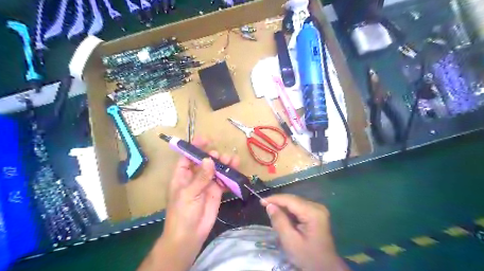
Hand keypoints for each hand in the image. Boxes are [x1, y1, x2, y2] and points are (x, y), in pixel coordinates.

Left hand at [139, 138, 238, 270]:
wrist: (189, 236)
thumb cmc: (182, 213)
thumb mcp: (189, 193)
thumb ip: (201, 177)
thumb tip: (209, 160)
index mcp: (182, 176)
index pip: (187, 157)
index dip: (195, 147)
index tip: (205, 139)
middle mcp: (194, 178)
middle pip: (204, 162)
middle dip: (213, 156)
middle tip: (220, 156)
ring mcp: (206, 184)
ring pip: (216, 170)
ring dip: (224, 164)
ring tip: (232, 160)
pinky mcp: (216, 192)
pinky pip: (224, 181)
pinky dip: (230, 176)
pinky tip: (236, 171)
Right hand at [264, 193, 349, 270]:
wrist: (326, 267)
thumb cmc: (308, 256)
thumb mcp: (290, 241)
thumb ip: (279, 221)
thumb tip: (269, 205)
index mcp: (313, 212)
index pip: (290, 200)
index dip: (274, 199)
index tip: (261, 201)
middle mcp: (317, 206)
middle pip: (293, 199)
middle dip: (278, 202)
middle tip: (264, 206)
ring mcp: (318, 209)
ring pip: (295, 202)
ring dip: (283, 206)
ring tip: (271, 211)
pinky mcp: (317, 213)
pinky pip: (299, 207)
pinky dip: (289, 210)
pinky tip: (282, 215)